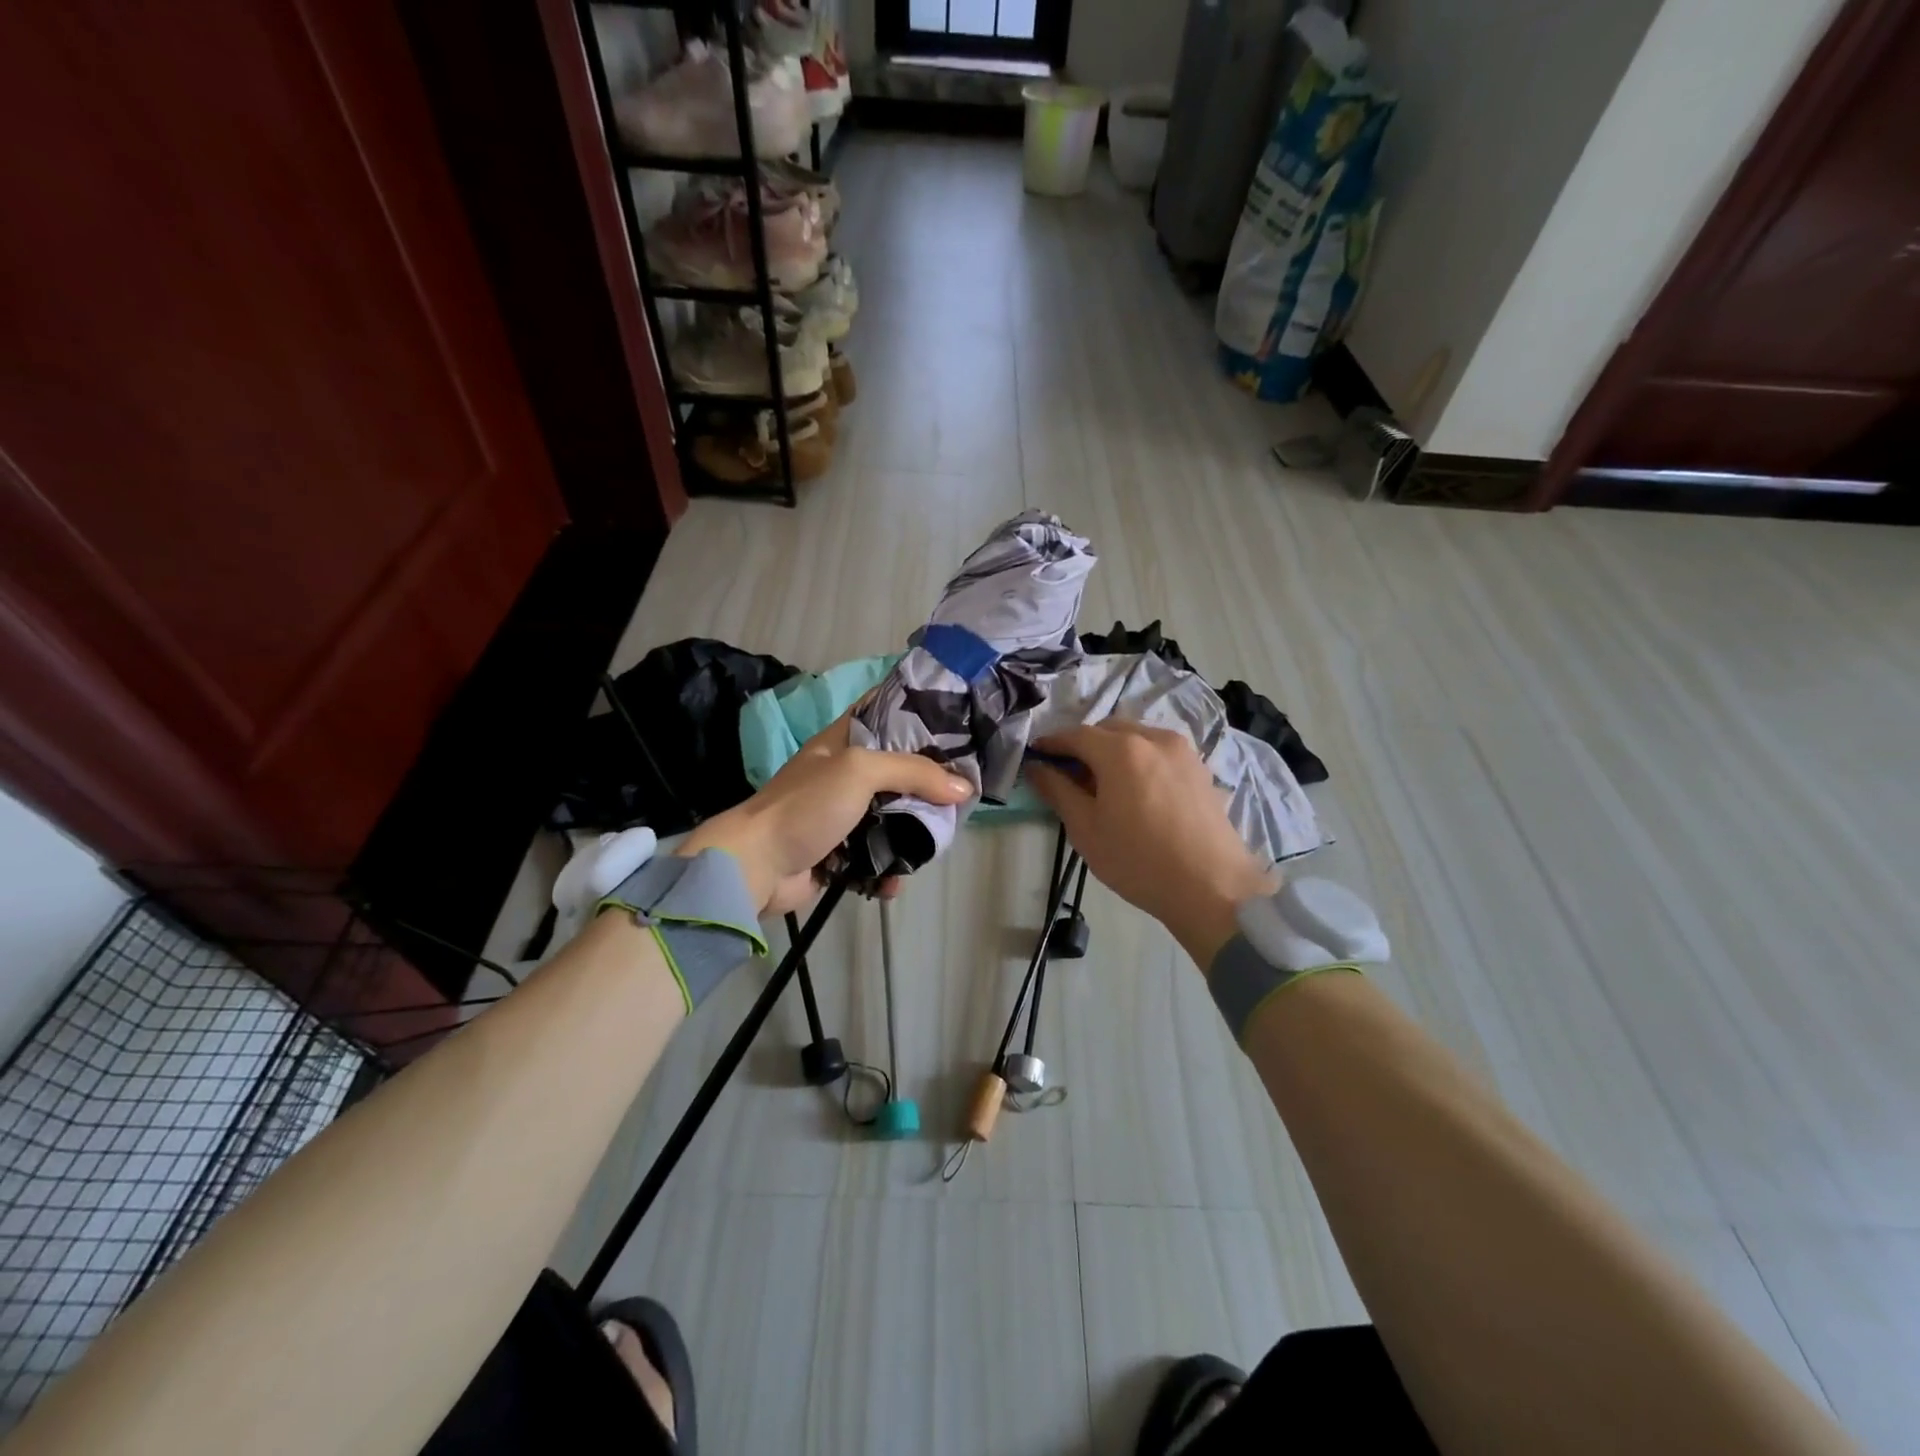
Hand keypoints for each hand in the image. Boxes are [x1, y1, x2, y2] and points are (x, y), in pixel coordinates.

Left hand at [677, 713, 971, 913]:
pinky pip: (878, 856)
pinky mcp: (842, 851)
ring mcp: (844, 814)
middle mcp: (846, 773)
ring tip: (933, 844)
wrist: (756, 865)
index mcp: (843, 741)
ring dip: (913, 833)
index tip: (959, 720)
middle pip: (900, 769)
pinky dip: (889, 869)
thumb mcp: (859, 771)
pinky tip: (895, 881)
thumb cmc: (806, 806)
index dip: (920, 713)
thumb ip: (914, 772)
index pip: (886, 713)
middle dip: (929, 783)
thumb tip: (964, 789)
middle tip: (963, 793)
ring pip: (894, 815)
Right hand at [1026, 722, 1273, 967]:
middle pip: (1108, 729)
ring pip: (1137, 737)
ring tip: (1103, 782)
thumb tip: (1036, 767)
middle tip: (1068, 773)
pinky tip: (1135, 789)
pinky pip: (1159, 751)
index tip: (1036, 756)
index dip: (1052, 743)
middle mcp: (1153, 738)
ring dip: (1113, 749)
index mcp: (1121, 749)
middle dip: (1084, 744)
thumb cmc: (1138, 860)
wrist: (1212, 887)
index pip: (1075, 735)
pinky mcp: (1200, 768)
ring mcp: (1182, 751)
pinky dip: (1139, 758)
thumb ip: (1057, 790)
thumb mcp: (1086, 829)